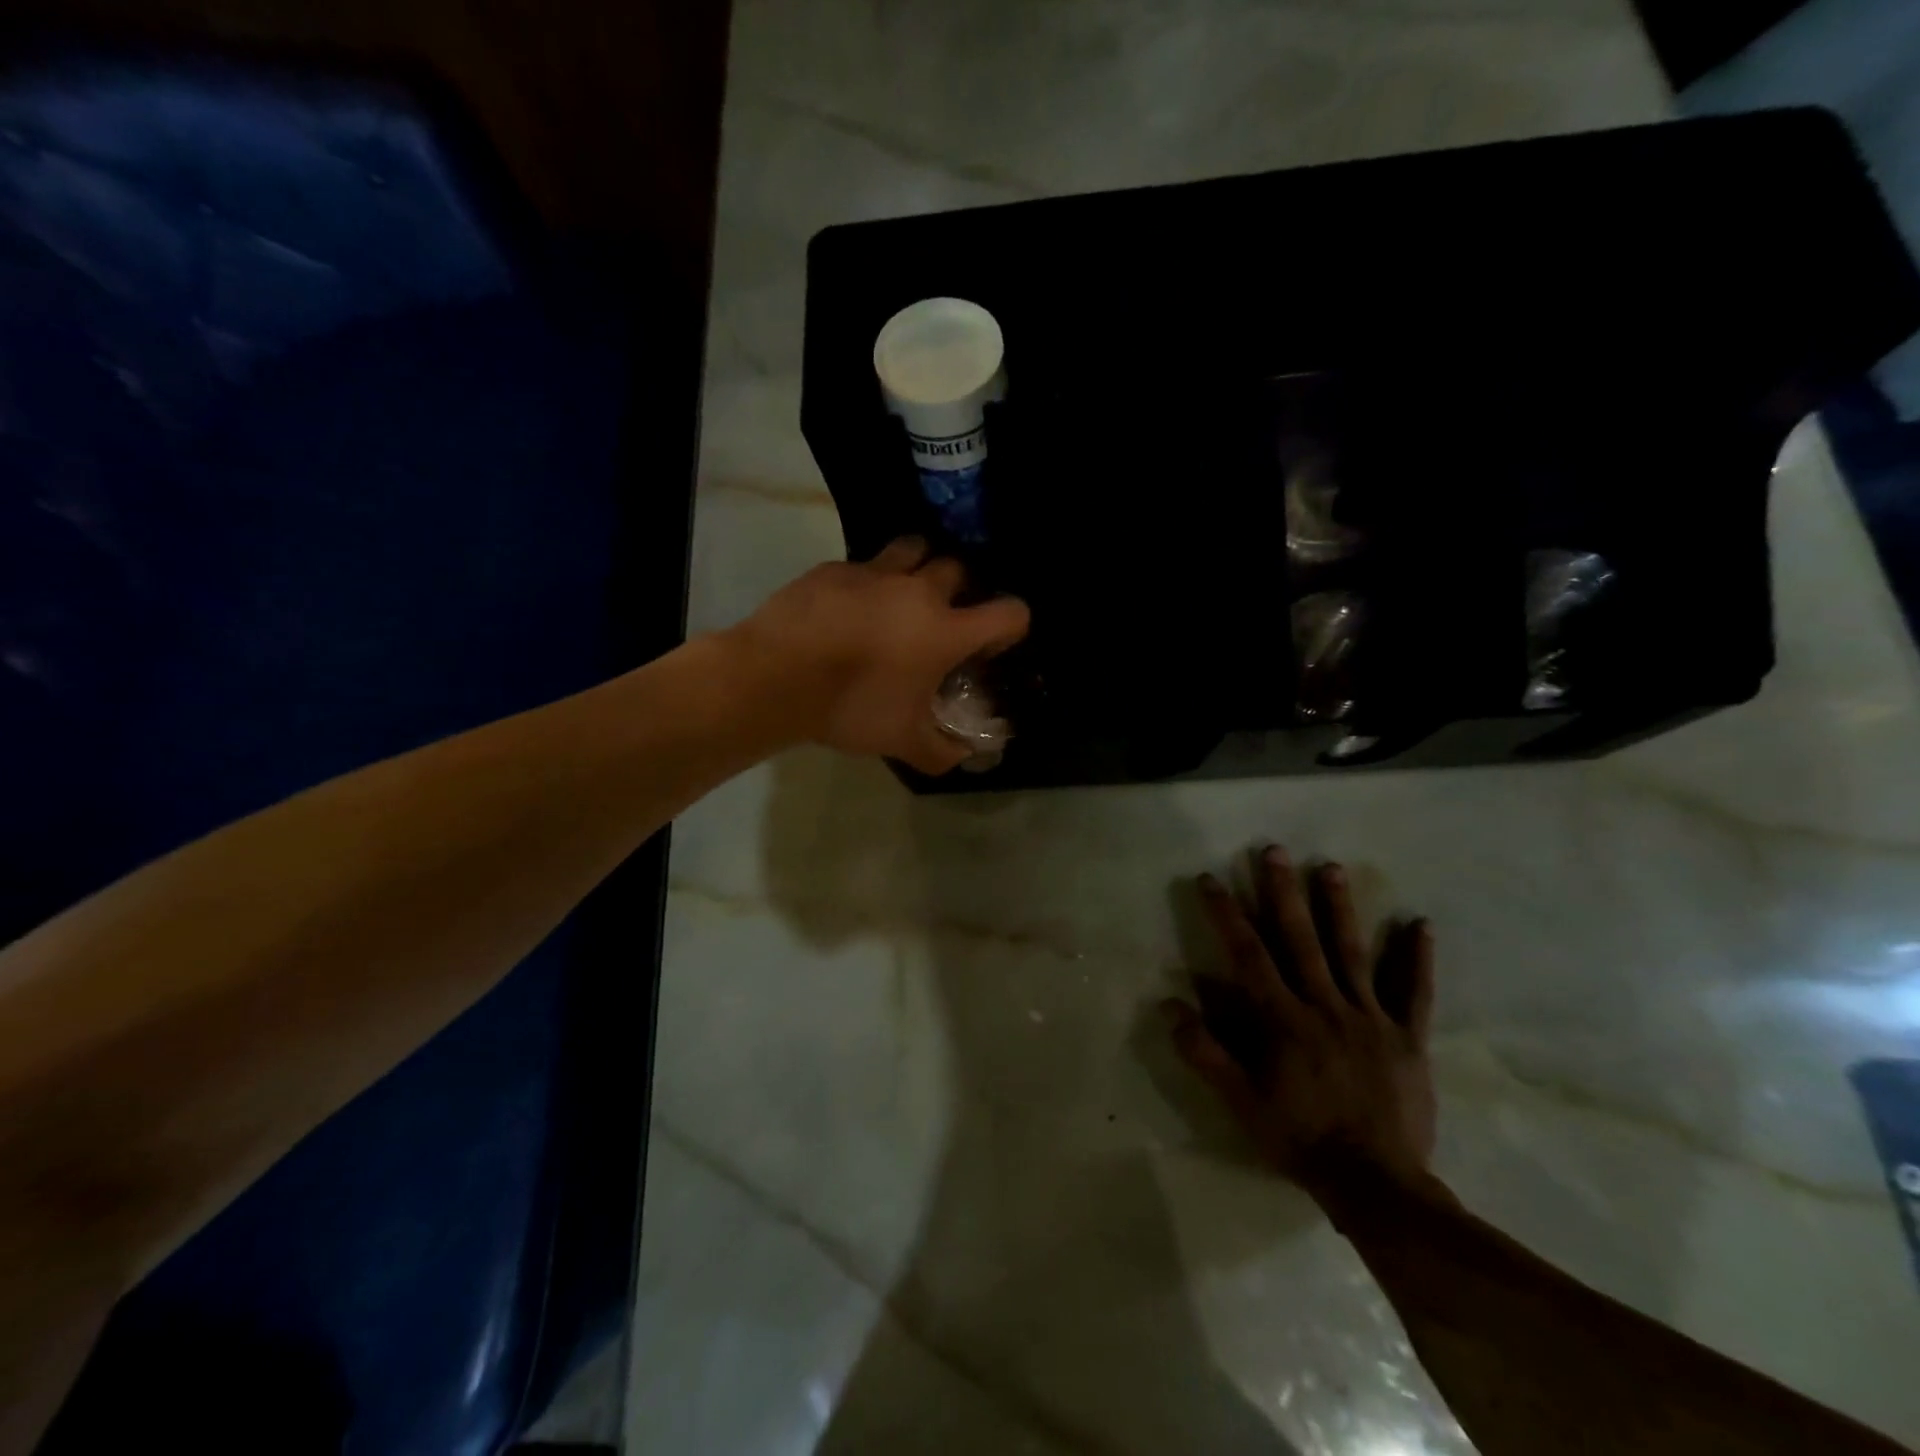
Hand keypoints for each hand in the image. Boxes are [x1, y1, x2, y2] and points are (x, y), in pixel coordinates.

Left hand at [728, 537, 1029, 773]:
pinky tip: (849, 607)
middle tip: (943, 619)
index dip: (1011, 627)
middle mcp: (918, 590)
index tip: (989, 648)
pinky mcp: (834, 568)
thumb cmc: (852, 706)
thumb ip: (942, 751)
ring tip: (903, 594)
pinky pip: (863, 564)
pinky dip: (867, 581)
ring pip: (913, 549)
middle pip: (959, 568)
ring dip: (918, 566)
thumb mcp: (902, 741)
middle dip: (961, 590)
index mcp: (946, 630)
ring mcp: (874, 573)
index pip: (1009, 612)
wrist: (776, 677)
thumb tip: (965, 756)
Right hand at [1162, 846, 1436, 1204]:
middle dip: (1282, 892)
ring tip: (1330, 867)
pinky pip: (1414, 993)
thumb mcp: (1241, 1103)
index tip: (1210, 879)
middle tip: (1274, 851)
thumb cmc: (1300, 1140)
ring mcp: (1370, 1019)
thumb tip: (1169, 1004)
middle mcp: (1325, 1006)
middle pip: (1300, 939)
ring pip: (1352, 953)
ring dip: (1340, 908)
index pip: (1248, 955)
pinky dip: (1418, 958)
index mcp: (1283, 1020)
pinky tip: (1421, 924)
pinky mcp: (1408, 1038)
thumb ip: (1206, 1053)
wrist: (1378, 1186)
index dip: (1227, 914)